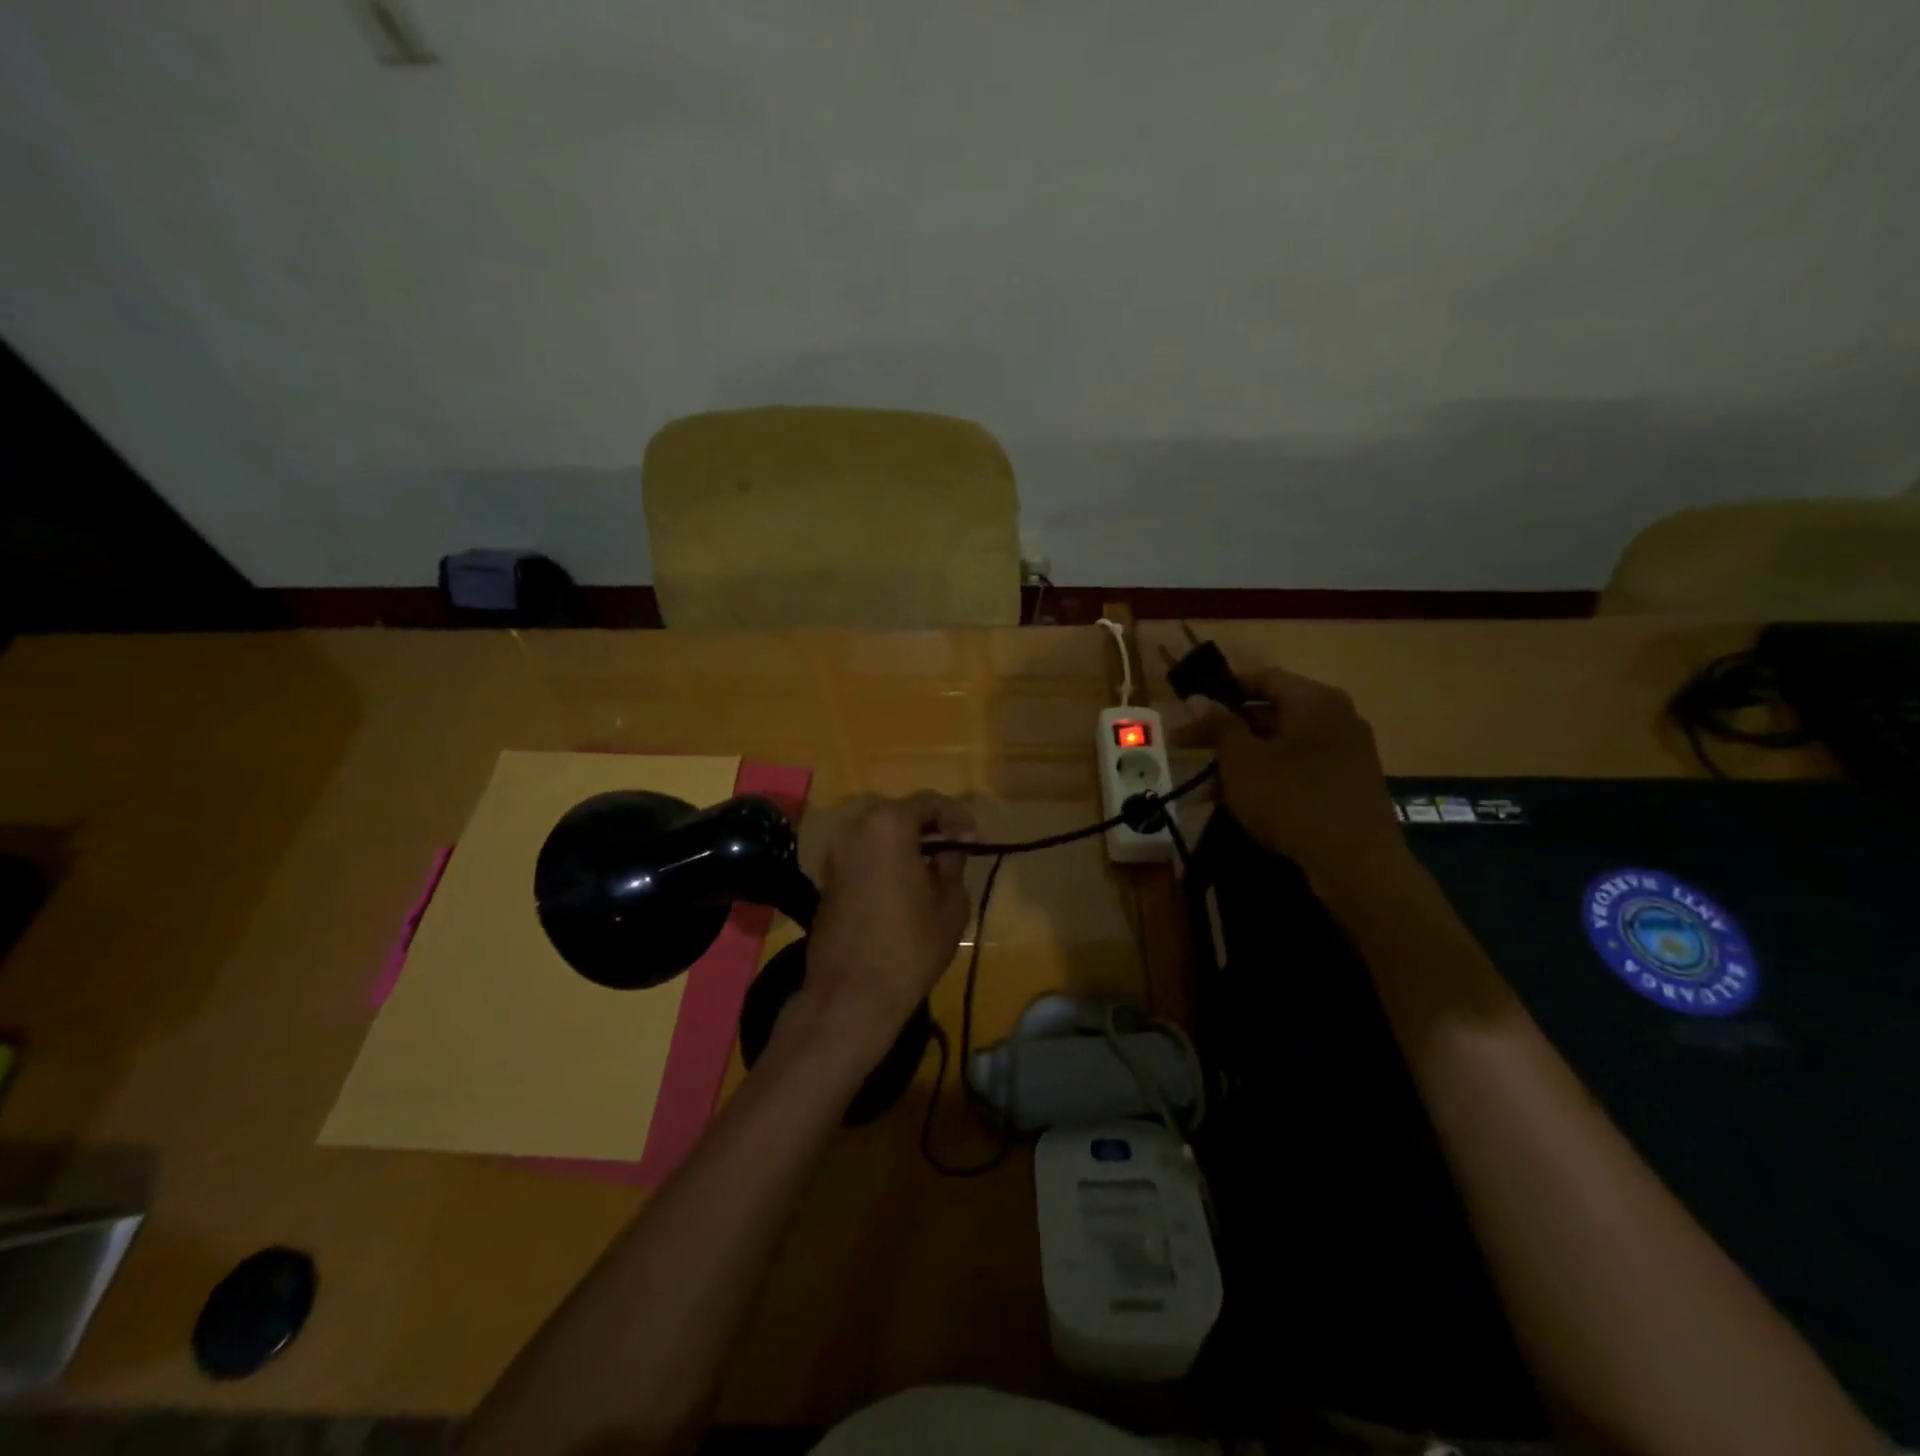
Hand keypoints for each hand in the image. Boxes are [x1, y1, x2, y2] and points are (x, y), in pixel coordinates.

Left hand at [798, 793, 975, 1057]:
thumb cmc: (910, 946)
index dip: (957, 816)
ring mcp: (835, 854)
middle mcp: (855, 829)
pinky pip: (862, 855)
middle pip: (899, 814)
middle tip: (955, 848)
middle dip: (929, 826)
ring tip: (931, 866)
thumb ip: (952, 863)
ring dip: (905, 843)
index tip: (974, 837)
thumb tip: (950, 846)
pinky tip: (903, 883)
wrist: (850, 994)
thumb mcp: (950, 903)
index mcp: (888, 825)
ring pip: (878, 834)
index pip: (929, 802)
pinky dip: (884, 860)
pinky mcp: (826, 878)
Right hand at [1173, 665, 1405, 883]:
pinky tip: (1237, 802)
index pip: (1262, 678)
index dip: (1222, 688)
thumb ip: (1218, 725)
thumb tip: (1196, 698)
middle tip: (1185, 745)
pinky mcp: (1347, 784)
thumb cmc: (1292, 799)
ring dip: (1241, 759)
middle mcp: (1336, 717)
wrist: (1357, 864)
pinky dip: (1267, 777)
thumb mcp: (1242, 761)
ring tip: (1203, 785)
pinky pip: (1298, 768)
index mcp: (1314, 700)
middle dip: (1225, 730)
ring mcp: (1346, 752)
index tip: (1190, 706)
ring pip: (1281, 745)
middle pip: (1270, 712)